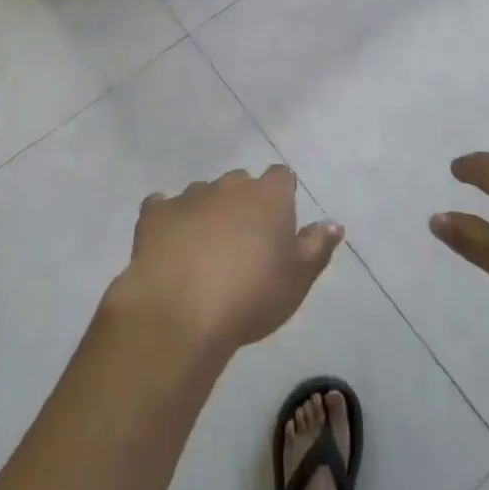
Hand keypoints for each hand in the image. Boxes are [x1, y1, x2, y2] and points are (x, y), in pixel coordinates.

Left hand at [109, 166, 342, 356]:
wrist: (179, 311)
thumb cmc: (250, 296)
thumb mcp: (297, 280)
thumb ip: (316, 247)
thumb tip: (333, 223)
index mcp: (267, 197)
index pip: (282, 177)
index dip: (282, 196)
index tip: (279, 223)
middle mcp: (228, 186)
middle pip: (241, 184)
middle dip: (243, 204)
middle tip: (243, 243)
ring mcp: (189, 196)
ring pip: (203, 194)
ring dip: (207, 212)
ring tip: (204, 251)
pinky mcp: (155, 213)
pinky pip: (164, 207)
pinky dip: (169, 220)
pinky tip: (168, 245)